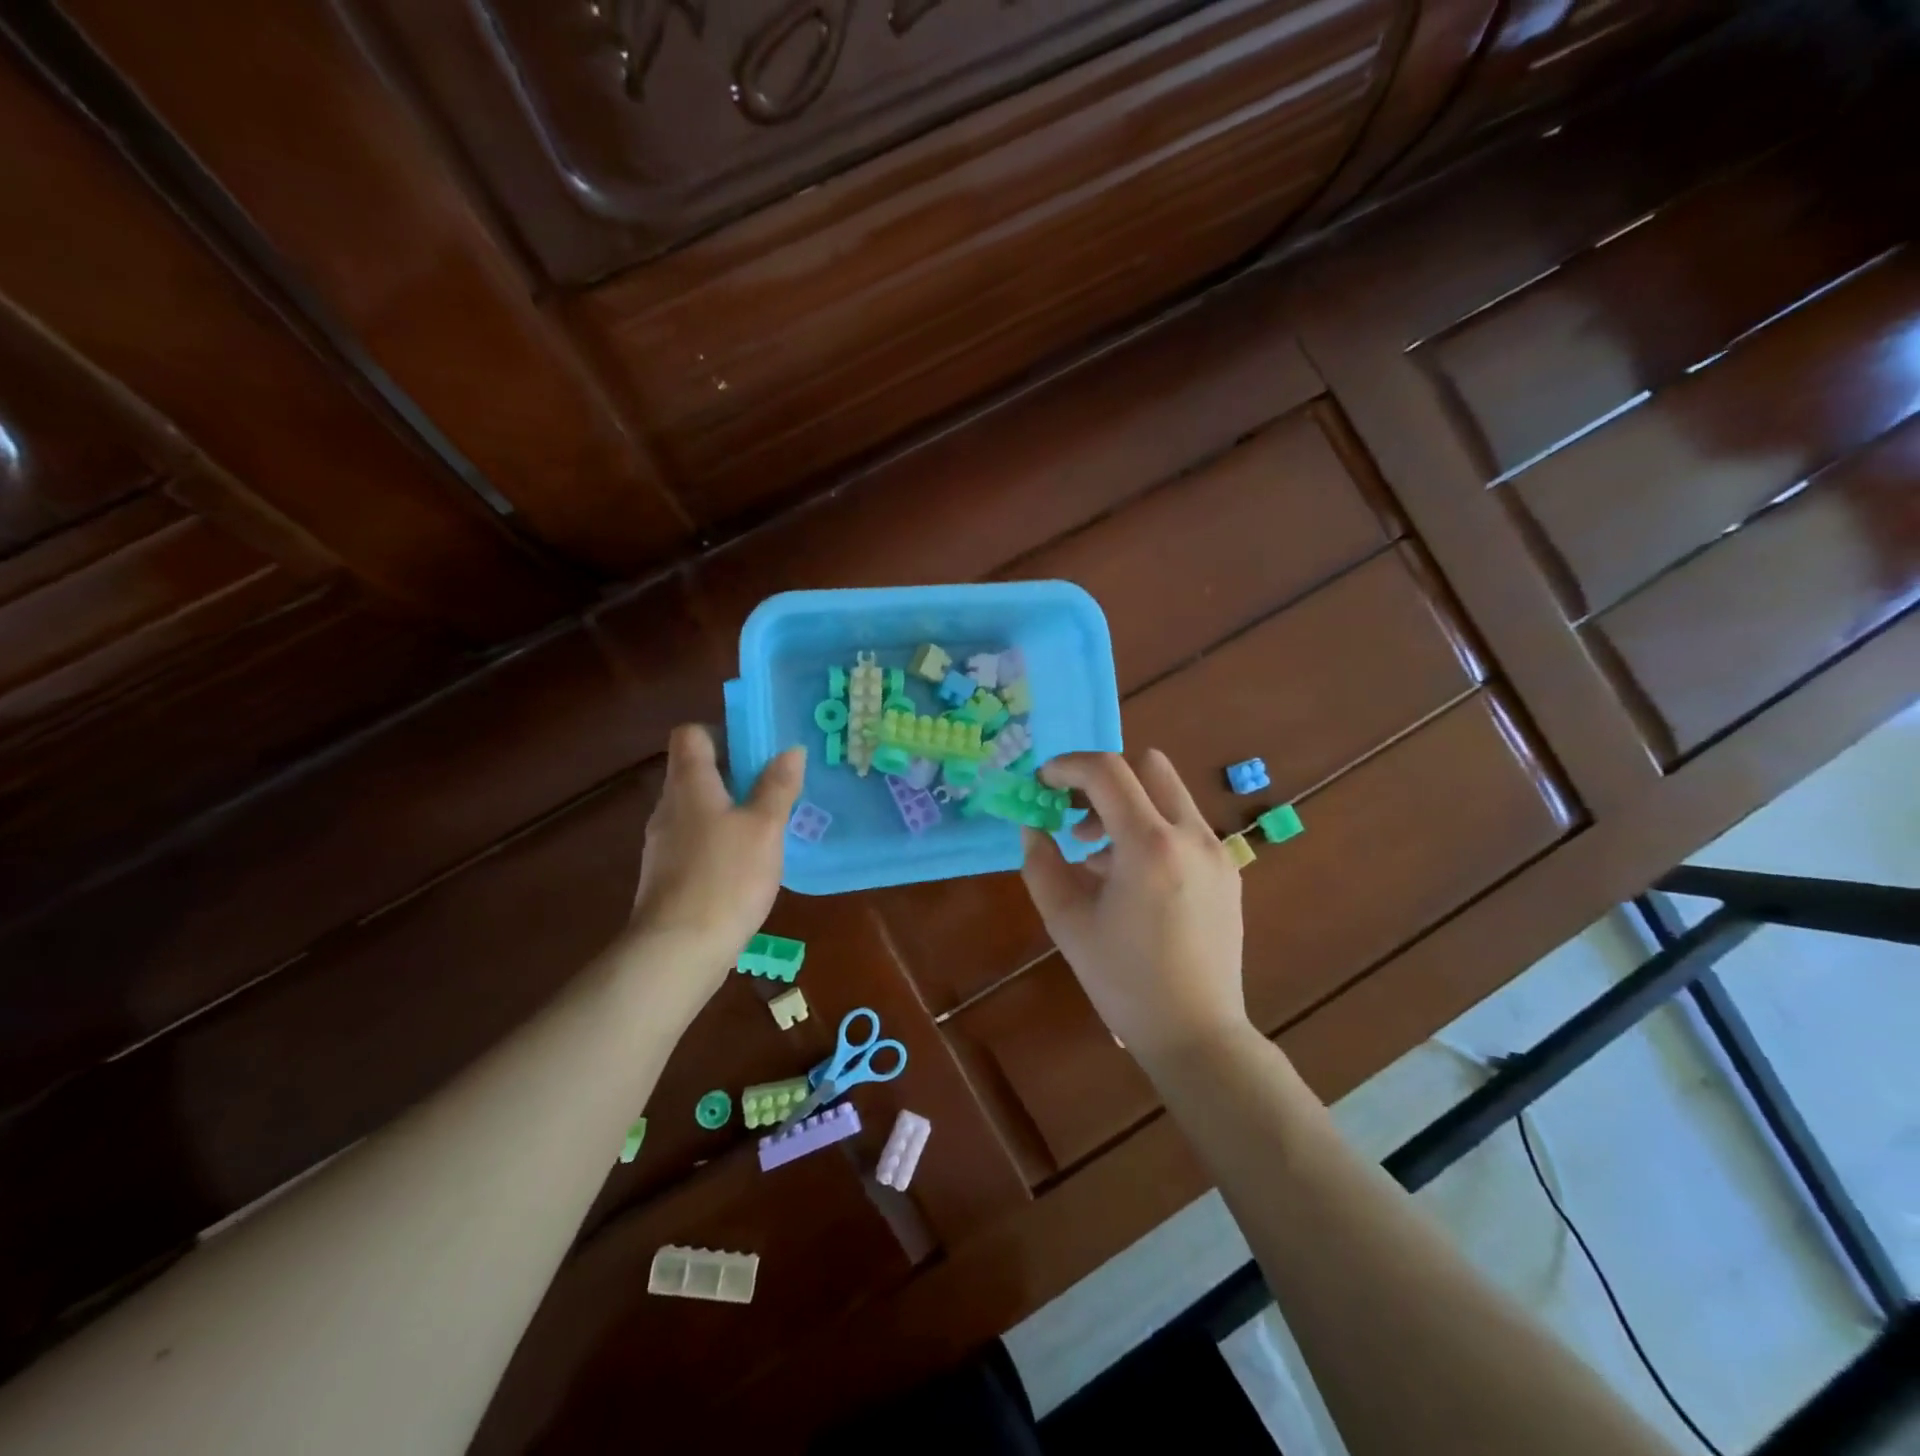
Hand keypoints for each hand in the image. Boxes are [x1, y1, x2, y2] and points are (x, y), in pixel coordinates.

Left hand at [625, 725, 803, 997]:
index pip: (690, 735)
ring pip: (696, 810)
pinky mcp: (665, 876)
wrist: (678, 950)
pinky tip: (745, 866)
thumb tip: (791, 750)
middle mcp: (669, 807)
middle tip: (773, 789)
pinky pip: (694, 842)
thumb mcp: (765, 828)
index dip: (721, 733)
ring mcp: (662, 844)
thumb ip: (777, 787)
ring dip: (727, 811)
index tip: (755, 751)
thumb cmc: (726, 877)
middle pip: (695, 772)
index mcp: (690, 784)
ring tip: (766, 828)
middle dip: (733, 775)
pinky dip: (718, 842)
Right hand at [1020, 750, 1248, 1062]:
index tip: (1043, 783)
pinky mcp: (1228, 871)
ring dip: (1128, 805)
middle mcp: (1191, 835)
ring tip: (1096, 857)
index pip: (1107, 771)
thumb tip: (1033, 827)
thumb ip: (1042, 865)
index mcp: (1149, 845)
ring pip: (1169, 794)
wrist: (1196, 1032)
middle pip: (1148, 765)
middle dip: (1104, 778)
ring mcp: (1217, 851)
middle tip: (1075, 814)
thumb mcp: (1066, 923)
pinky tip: (1130, 879)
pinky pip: (1184, 826)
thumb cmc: (1123, 981)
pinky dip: (1151, 830)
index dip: (1067, 766)